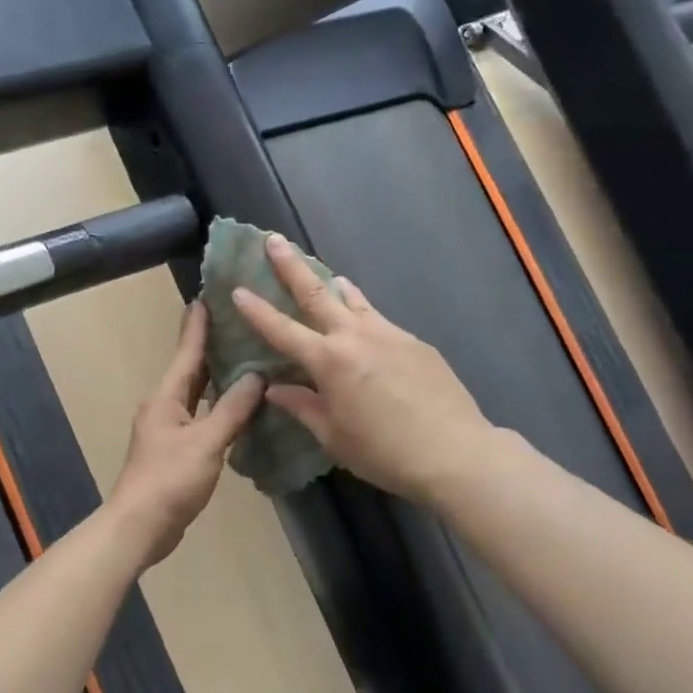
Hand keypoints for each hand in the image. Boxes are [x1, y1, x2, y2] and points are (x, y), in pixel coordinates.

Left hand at [107, 301, 263, 566]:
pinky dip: (218, 407)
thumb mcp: (206, 442)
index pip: (186, 352)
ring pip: (196, 394)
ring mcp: (168, 430)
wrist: (140, 526)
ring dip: (216, 377)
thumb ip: (232, 409)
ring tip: (244, 358)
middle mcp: (164, 407)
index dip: (198, 325)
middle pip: (190, 370)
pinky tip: (239, 407)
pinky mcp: (176, 451)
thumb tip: (257, 376)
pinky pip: (200, 417)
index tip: (207, 297)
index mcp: (166, 398)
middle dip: (210, 347)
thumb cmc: (170, 479)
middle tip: (237, 323)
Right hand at [231, 235, 494, 502]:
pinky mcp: (415, 342)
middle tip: (273, 239)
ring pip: (354, 300)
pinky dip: (363, 311)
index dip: (257, 311)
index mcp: (329, 362)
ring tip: (325, 273)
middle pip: (316, 294)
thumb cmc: (383, 452)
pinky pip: (379, 319)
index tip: (238, 289)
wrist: (454, 451)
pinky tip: (364, 322)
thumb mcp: (333, 437)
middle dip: (291, 266)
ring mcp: (389, 335)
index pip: (282, 330)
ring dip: (333, 284)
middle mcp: (355, 337)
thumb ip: (303, 407)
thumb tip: (275, 389)